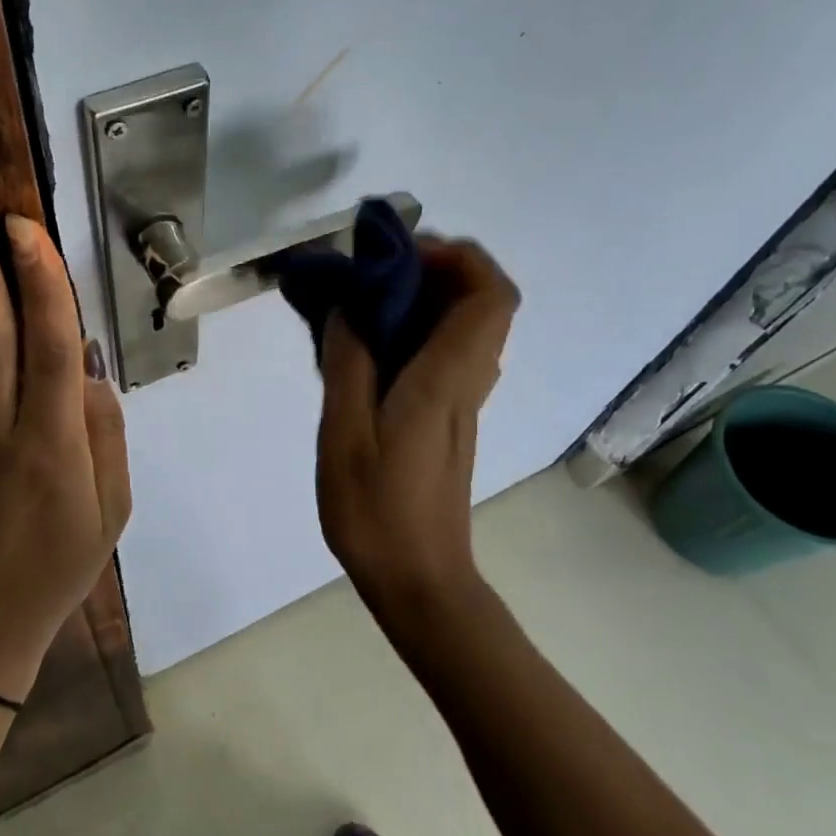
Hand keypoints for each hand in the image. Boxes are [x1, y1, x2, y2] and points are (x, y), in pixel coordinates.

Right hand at [315, 237, 518, 620]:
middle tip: (373, 272)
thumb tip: (348, 309)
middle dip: (435, 268)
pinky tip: (367, 348)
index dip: (457, 258)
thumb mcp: (345, 437)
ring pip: (467, 326)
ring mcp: (462, 401)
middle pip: (484, 302)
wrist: (419, 579)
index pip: (491, 296)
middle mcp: (466, 382)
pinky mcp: (449, 418)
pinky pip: (446, 352)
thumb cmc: (377, 513)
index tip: (398, 256)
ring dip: (424, 298)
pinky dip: (417, 330)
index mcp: (445, 380)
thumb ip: (348, 365)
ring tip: (363, 301)